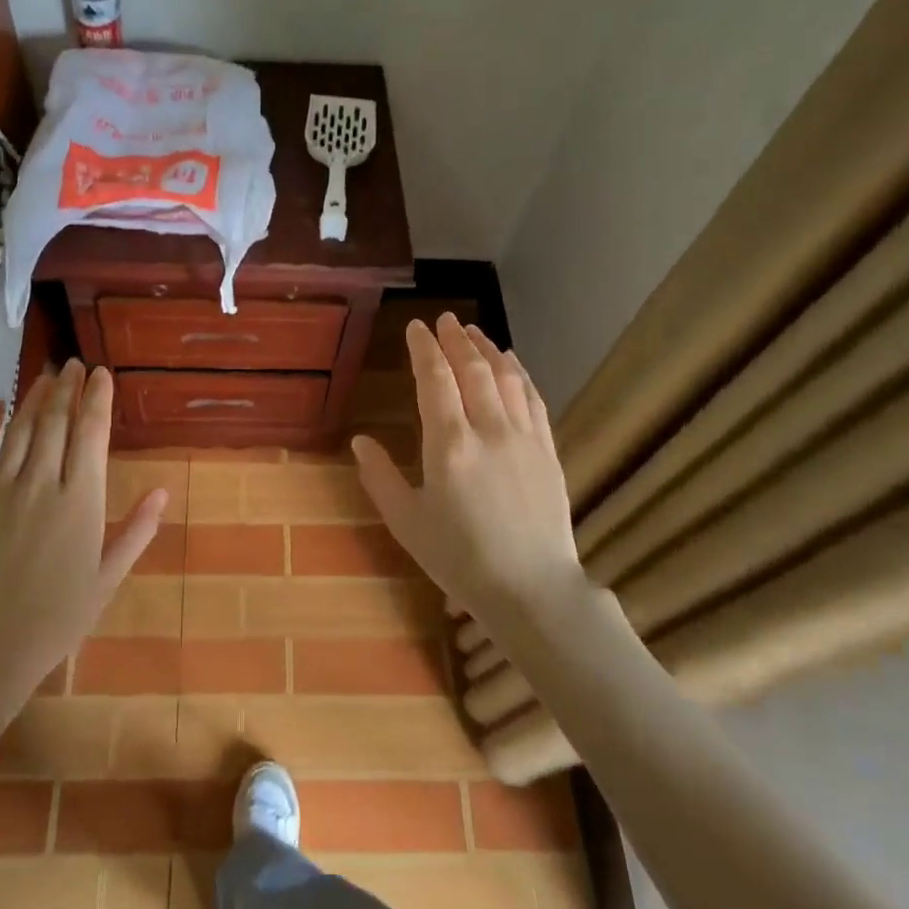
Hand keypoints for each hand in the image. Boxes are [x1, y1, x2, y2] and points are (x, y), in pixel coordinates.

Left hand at [0, 361, 167, 760]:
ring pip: (19, 429)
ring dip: (34, 397)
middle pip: (55, 421)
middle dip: (67, 387)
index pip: (91, 433)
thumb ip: (136, 530)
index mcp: (81, 500)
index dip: (97, 398)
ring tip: (46, 375)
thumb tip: (163, 491)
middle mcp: (41, 483)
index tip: (101, 373)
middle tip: (74, 364)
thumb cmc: (58, 616)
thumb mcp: (108, 577)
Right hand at [352, 315, 581, 619]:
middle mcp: (488, 430)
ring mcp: (523, 437)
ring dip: (487, 349)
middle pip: (472, 369)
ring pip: (505, 377)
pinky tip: (511, 363)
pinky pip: (532, 398)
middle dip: (456, 339)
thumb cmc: (460, 558)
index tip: (416, 328)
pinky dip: (519, 373)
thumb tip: (360, 442)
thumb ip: (380, 478)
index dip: (424, 349)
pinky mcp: (547, 450)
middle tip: (444, 319)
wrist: (532, 588)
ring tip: (473, 331)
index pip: (435, 380)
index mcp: (448, 444)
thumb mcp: (407, 522)